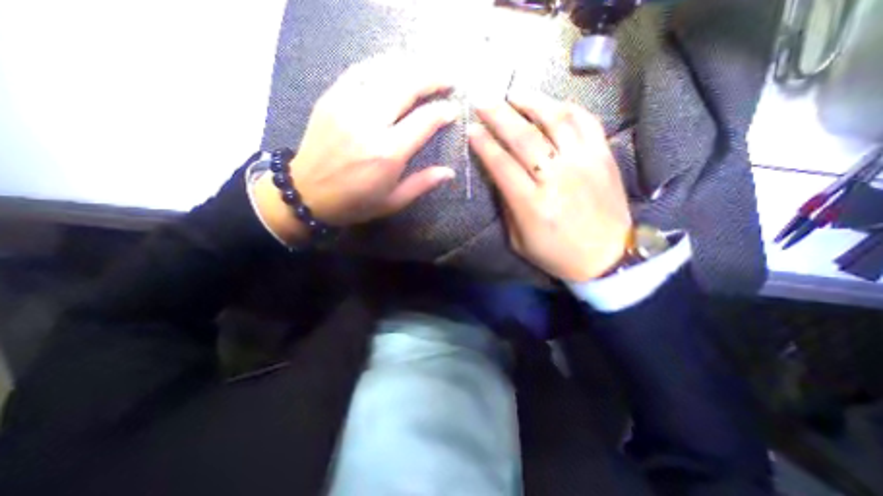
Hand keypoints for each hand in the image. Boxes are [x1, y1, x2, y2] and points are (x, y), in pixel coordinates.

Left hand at [253, 55, 455, 241]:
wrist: (306, 193)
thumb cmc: (355, 202)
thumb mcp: (392, 201)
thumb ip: (422, 184)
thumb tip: (450, 172)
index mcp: (387, 153)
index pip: (424, 121)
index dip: (443, 112)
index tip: (454, 110)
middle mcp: (369, 123)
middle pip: (407, 86)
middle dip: (433, 78)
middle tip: (449, 79)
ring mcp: (347, 105)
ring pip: (385, 71)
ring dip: (412, 67)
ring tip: (428, 70)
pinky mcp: (331, 97)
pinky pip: (360, 70)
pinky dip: (382, 64)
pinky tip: (396, 66)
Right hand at [469, 89, 633, 279]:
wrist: (606, 257)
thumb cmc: (556, 254)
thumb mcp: (519, 240)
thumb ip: (507, 206)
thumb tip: (499, 175)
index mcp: (532, 204)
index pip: (501, 165)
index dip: (484, 145)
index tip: (472, 130)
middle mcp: (557, 178)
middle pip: (524, 137)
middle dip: (499, 116)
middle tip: (483, 101)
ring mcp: (584, 163)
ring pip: (556, 121)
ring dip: (531, 102)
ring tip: (514, 93)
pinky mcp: (604, 157)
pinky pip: (586, 122)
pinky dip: (567, 108)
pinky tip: (552, 104)